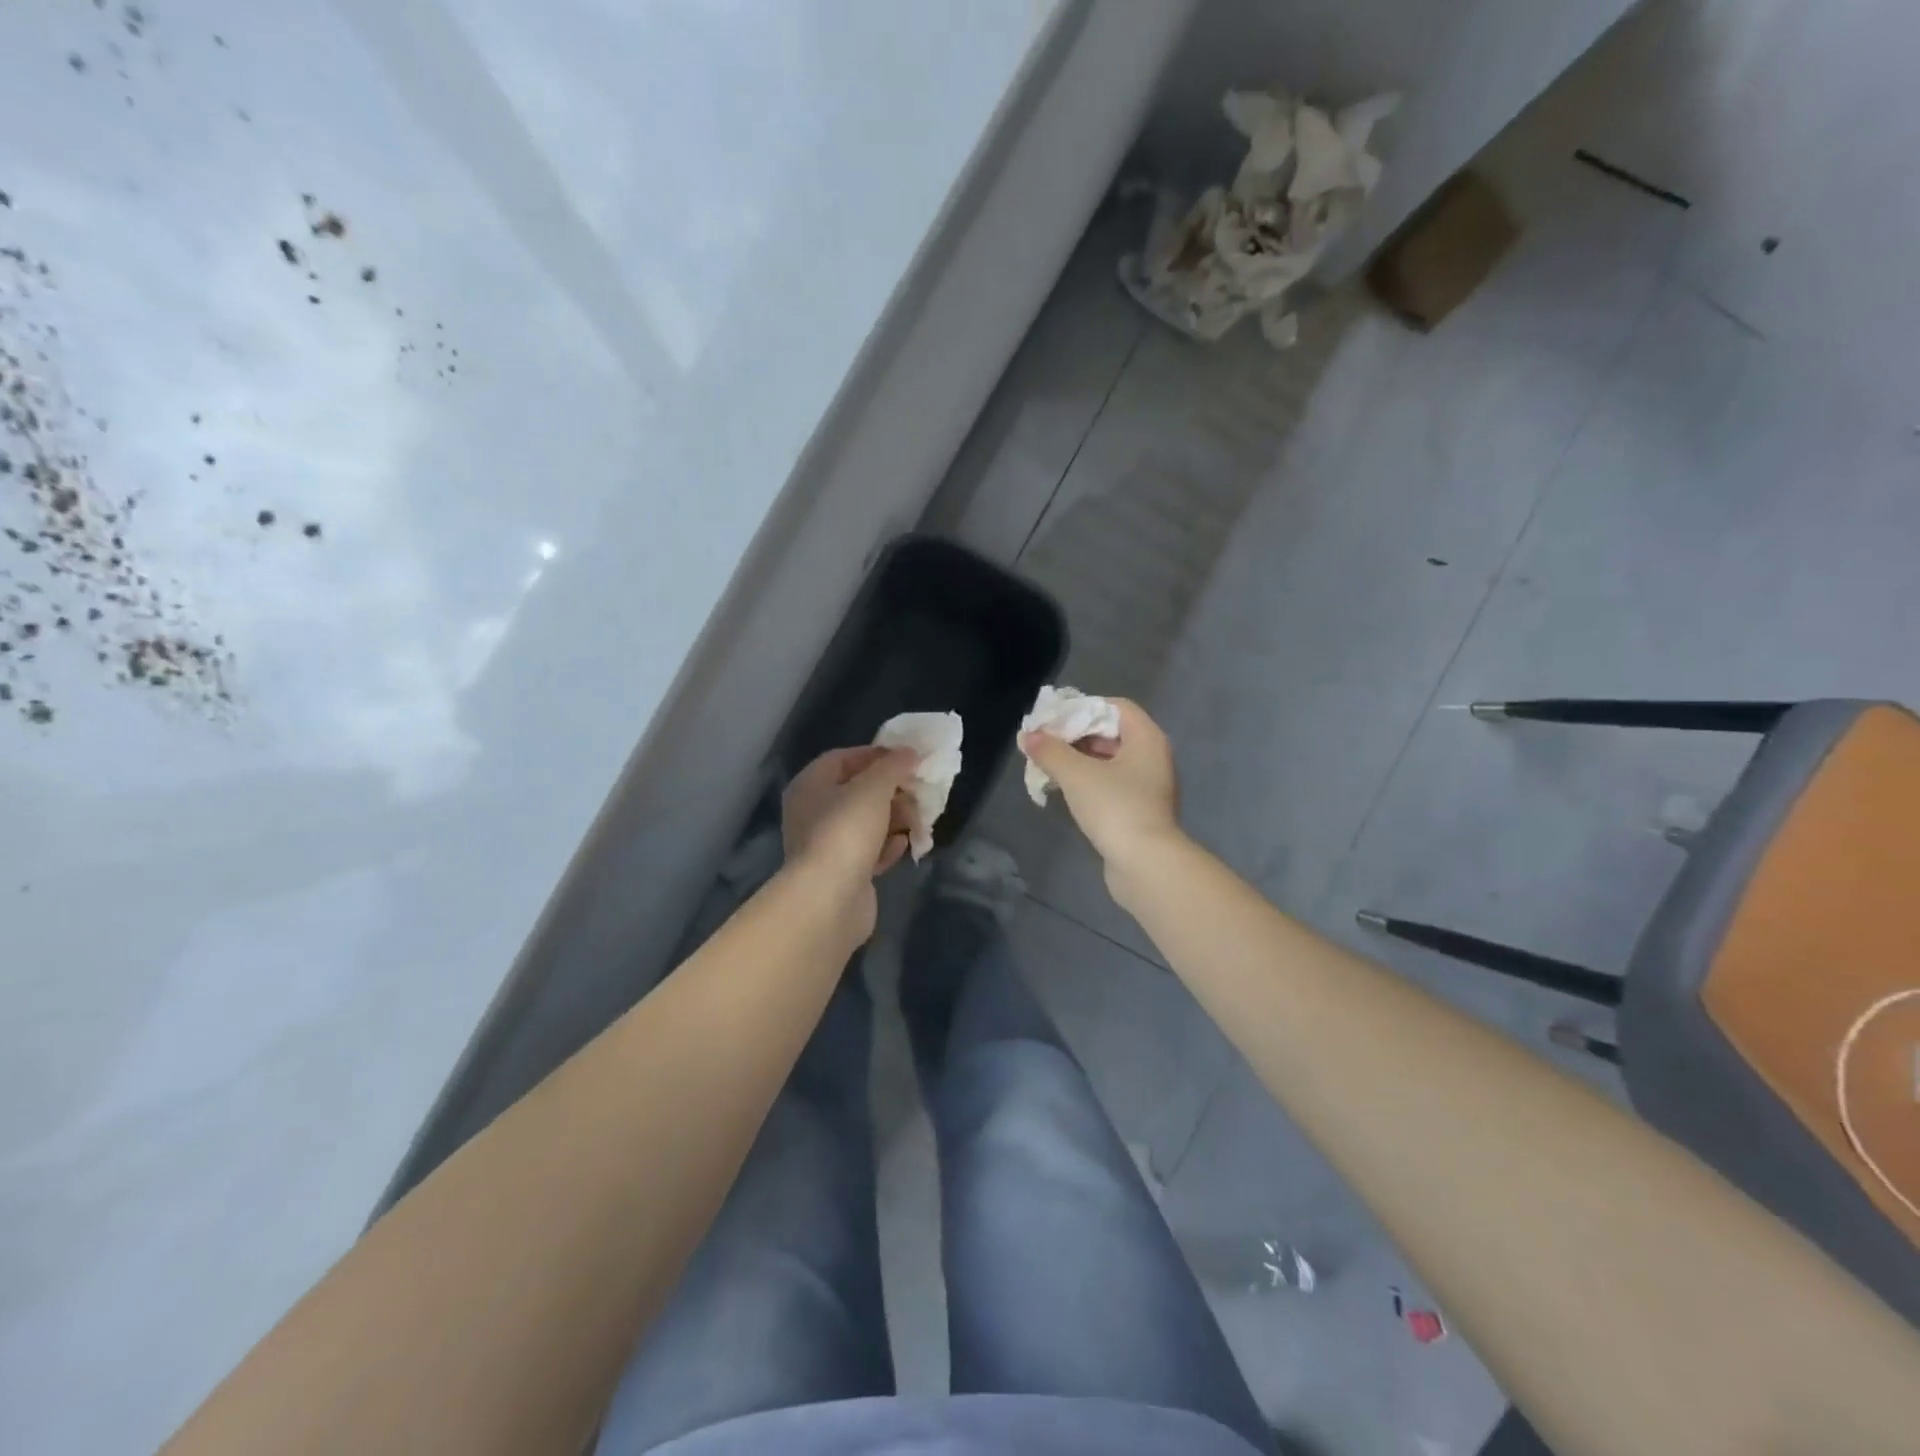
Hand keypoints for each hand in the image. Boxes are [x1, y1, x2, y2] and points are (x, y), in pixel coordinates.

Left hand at [780, 745, 917, 939]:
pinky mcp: (842, 874)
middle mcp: (812, 813)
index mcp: (810, 786)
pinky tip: (904, 845)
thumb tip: (909, 752)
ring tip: (919, 820)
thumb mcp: (873, 787)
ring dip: (894, 819)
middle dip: (891, 790)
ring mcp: (826, 846)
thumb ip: (893, 766)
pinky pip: (869, 852)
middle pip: (857, 792)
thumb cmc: (846, 830)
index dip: (876, 755)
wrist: (829, 899)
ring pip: (866, 823)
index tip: (907, 758)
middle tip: (919, 791)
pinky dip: (887, 846)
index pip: (842, 758)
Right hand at [1019, 698, 1184, 882]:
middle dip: (1076, 736)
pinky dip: (1090, 782)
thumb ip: (1050, 751)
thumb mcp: (1076, 775)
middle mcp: (1153, 757)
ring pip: (1111, 761)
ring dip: (1080, 761)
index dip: (1084, 708)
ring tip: (1048, 765)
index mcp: (1147, 739)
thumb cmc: (1115, 808)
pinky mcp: (1141, 811)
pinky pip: (1112, 785)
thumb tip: (1027, 736)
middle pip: (1112, 733)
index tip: (1054, 720)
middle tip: (1045, 743)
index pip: (1116, 707)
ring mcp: (1149, 787)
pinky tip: (1065, 791)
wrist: (1145, 864)